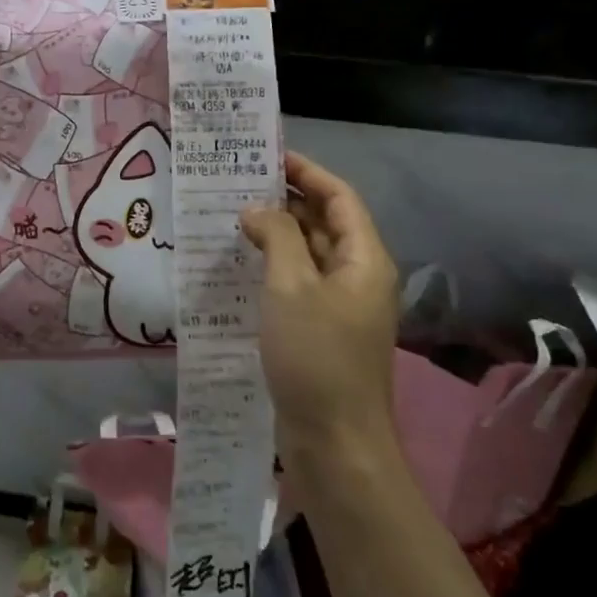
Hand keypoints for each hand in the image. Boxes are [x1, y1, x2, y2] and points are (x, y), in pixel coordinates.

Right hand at [241, 152, 400, 475]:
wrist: (335, 440)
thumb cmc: (316, 356)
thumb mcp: (291, 287)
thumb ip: (278, 237)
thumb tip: (260, 208)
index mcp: (364, 259)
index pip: (340, 198)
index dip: (307, 172)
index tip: (268, 156)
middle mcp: (358, 276)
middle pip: (326, 223)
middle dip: (287, 200)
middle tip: (239, 184)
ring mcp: (341, 306)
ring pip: (309, 254)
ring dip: (277, 234)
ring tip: (232, 217)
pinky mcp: (322, 330)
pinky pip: (298, 284)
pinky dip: (274, 267)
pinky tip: (240, 265)